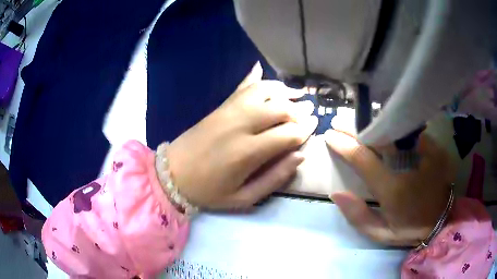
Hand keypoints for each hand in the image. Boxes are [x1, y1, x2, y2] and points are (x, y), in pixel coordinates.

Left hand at [167, 63, 317, 208]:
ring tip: (296, 95)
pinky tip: (267, 75)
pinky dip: (258, 79)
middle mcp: (241, 124)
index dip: (305, 129)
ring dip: (283, 91)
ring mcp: (229, 111)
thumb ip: (275, 178)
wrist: (172, 174)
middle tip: (308, 113)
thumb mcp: (243, 198)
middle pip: (280, 108)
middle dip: (299, 110)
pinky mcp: (220, 106)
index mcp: (248, 152)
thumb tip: (299, 156)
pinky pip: (243, 87)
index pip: (288, 133)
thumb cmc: (208, 191)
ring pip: (264, 91)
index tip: (315, 126)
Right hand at [325, 129, 453, 245]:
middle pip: (380, 138)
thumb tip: (337, 193)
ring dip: (378, 128)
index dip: (345, 145)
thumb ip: (358, 216)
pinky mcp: (436, 148)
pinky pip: (413, 132)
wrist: (442, 221)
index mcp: (393, 189)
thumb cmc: (411, 229)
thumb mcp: (382, 233)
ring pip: (397, 131)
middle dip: (358, 130)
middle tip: (343, 125)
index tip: (331, 135)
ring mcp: (426, 153)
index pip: (364, 159)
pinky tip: (392, 131)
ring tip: (366, 127)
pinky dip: (399, 129)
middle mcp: (409, 166)